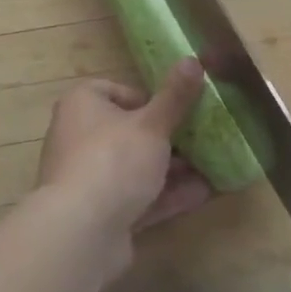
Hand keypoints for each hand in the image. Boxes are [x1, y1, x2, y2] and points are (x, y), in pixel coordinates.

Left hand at [34, 60, 211, 270]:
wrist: (81, 233)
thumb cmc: (114, 160)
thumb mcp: (152, 124)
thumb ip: (175, 96)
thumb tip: (193, 59)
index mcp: (82, 104)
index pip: (117, 91)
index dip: (150, 100)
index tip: (177, 110)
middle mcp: (78, 136)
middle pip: (129, 131)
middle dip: (167, 138)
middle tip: (202, 139)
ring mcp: (87, 178)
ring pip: (135, 167)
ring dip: (172, 169)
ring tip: (212, 166)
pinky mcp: (98, 213)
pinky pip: (137, 197)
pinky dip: (166, 195)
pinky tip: (202, 194)